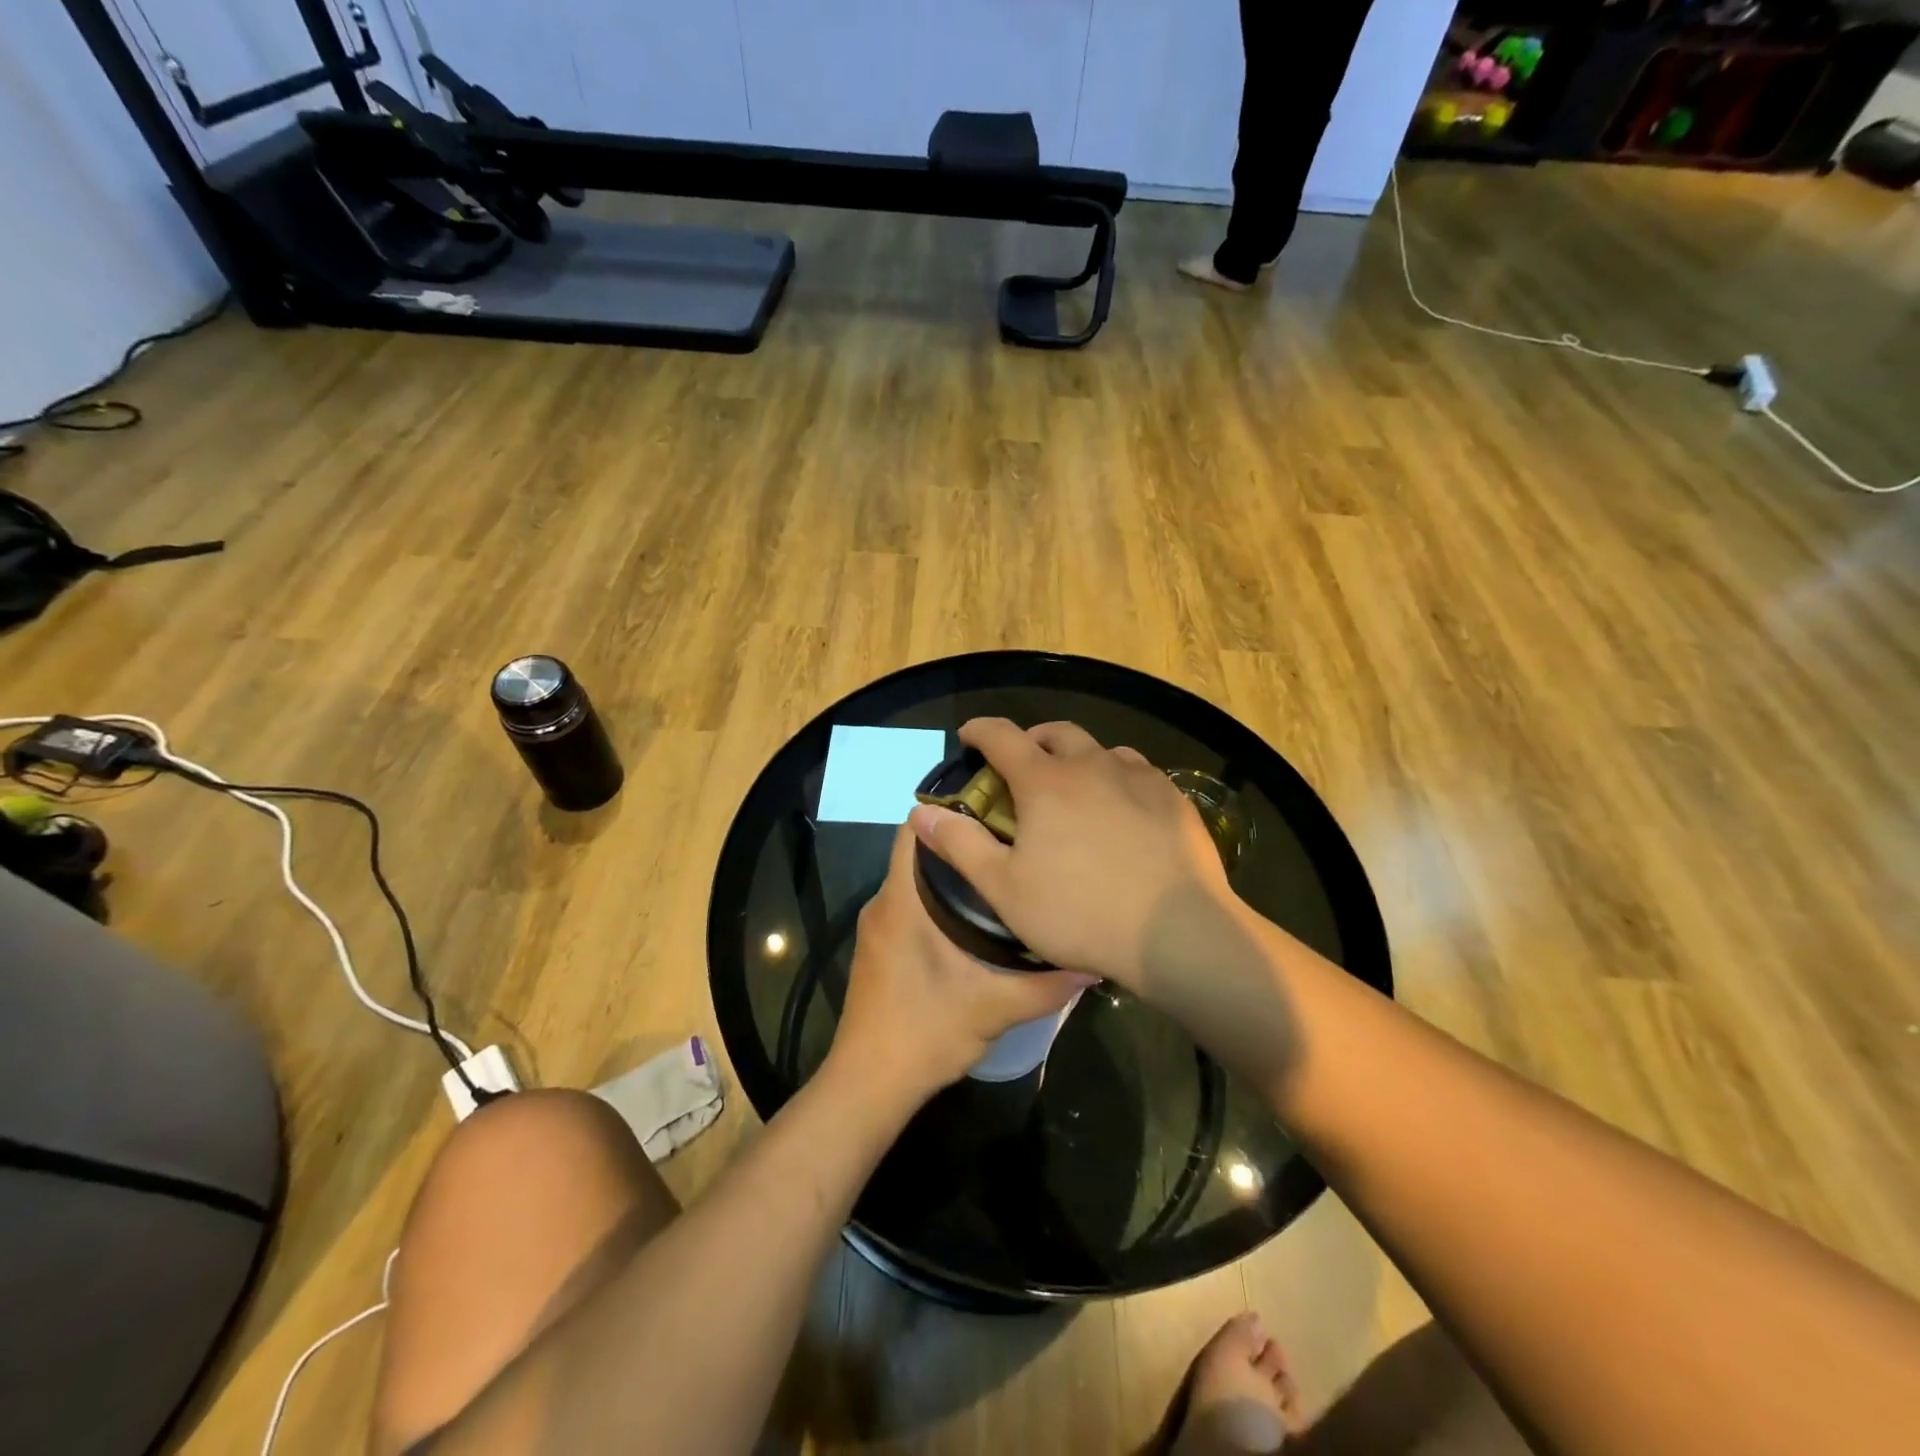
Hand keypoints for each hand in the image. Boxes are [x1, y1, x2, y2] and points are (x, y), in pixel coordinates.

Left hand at [829, 822, 1094, 1101]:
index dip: (949, 809)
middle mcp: (883, 904)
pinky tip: (978, 915)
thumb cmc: (924, 1033)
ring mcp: (878, 927)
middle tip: (1013, 838)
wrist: (868, 1085)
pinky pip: (909, 904)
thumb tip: (1094, 962)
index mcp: (901, 901)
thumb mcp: (994, 1009)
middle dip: (962, 840)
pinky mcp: (881, 949)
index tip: (995, 805)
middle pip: (919, 851)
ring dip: (953, 872)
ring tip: (1004, 870)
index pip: (914, 829)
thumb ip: (1046, 985)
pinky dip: (939, 899)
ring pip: (914, 879)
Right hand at [906, 718, 1234, 988]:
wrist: (1178, 934)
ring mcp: (1139, 778)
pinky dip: (1118, 779)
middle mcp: (1092, 765)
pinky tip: (1124, 810)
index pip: (1002, 736)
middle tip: (1023, 767)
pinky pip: (1138, 772)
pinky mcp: (1174, 798)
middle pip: (1056, 733)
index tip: (969, 736)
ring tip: (1076, 789)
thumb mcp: (1005, 888)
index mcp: (1045, 782)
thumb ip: (960, 845)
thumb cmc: (1080, 913)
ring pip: (1102, 750)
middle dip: (1032, 741)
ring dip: (1079, 759)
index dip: (980, 731)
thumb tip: (918, 813)